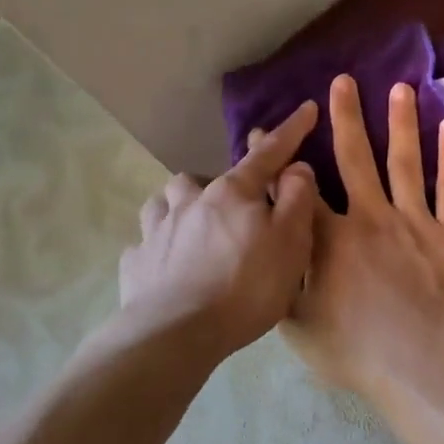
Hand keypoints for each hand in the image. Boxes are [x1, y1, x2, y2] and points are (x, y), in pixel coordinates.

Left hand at [119, 99, 319, 356]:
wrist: (176, 334)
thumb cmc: (245, 287)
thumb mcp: (291, 243)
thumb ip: (298, 199)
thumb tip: (296, 167)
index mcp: (233, 193)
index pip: (267, 153)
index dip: (290, 131)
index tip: (306, 108)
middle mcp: (191, 200)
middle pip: (209, 178)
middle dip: (226, 186)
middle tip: (242, 214)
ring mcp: (157, 229)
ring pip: (168, 201)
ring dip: (183, 206)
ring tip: (196, 228)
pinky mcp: (137, 261)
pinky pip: (148, 242)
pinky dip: (160, 245)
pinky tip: (168, 264)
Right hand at [282, 74, 443, 400]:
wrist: (425, 365)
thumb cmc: (358, 352)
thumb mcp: (300, 327)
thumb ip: (285, 287)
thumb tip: (272, 258)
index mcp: (329, 239)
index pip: (301, 189)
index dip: (284, 158)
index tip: (271, 129)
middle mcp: (370, 217)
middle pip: (355, 159)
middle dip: (346, 118)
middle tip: (343, 81)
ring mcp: (414, 221)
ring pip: (405, 162)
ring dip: (401, 123)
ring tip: (400, 88)